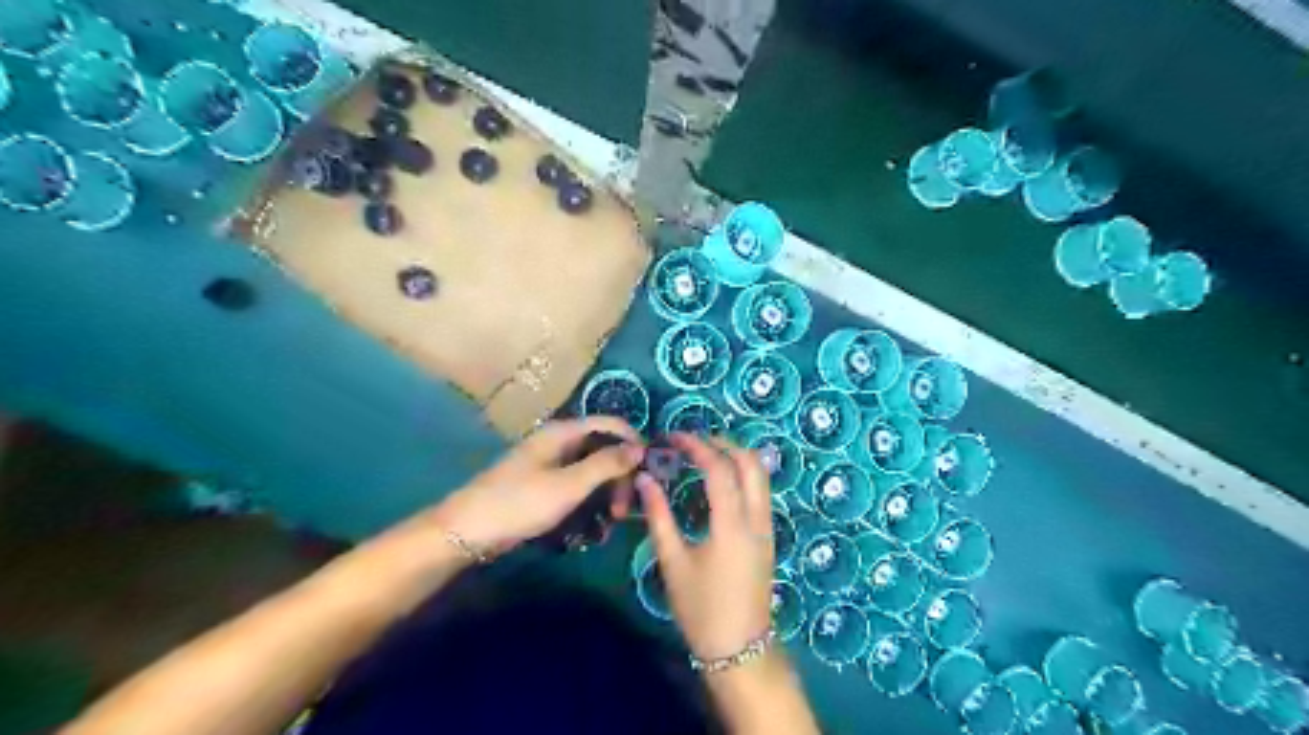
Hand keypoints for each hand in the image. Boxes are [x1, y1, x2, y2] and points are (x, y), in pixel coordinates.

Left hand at [426, 420, 642, 550]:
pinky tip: (593, 526)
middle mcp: (559, 442)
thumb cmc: (520, 502)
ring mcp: (550, 465)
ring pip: (591, 471)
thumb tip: (640, 447)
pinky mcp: (544, 486)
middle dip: (619, 475)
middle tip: (624, 510)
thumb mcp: (569, 484)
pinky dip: (588, 501)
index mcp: (563, 432)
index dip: (633, 442)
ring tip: (610, 521)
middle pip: (603, 449)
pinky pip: (576, 487)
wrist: (468, 531)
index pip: (610, 424)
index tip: (650, 471)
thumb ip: (607, 464)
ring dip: (605, 492)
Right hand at [637, 435, 769, 661]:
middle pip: (751, 463)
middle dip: (723, 443)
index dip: (697, 446)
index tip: (674, 438)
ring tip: (705, 455)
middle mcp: (756, 519)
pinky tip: (720, 482)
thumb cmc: (701, 609)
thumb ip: (659, 517)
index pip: (719, 469)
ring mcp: (767, 527)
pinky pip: (761, 491)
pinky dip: (743, 474)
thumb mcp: (673, 563)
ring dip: (736, 456)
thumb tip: (645, 480)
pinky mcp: (768, 536)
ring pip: (761, 476)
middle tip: (693, 442)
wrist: (739, 648)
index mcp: (732, 526)